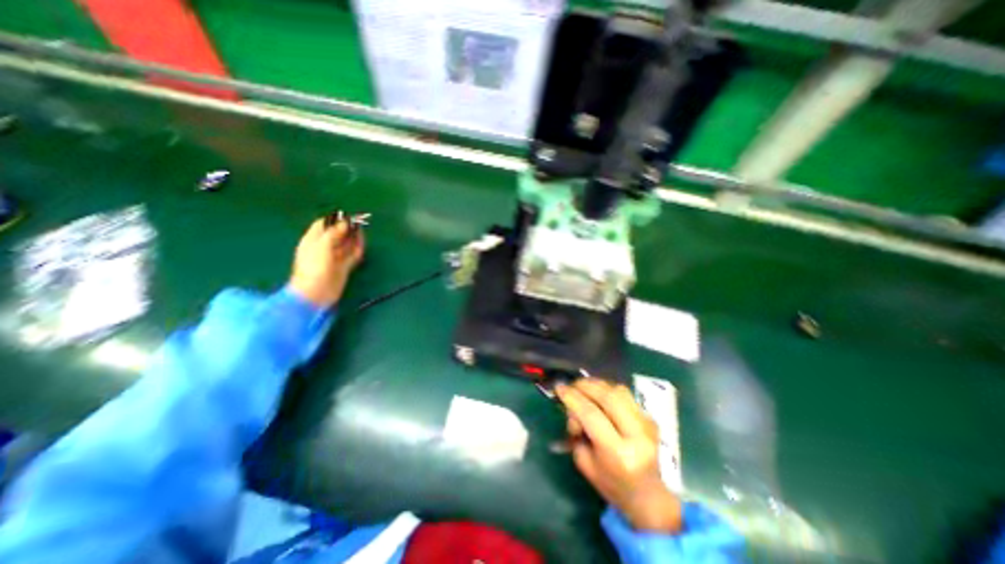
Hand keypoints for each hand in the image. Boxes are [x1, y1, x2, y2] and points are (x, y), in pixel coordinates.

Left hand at [289, 219, 367, 308]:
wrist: (316, 292)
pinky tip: (362, 245)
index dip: (334, 219)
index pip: (323, 224)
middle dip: (347, 228)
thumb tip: (345, 223)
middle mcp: (323, 247)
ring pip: (346, 244)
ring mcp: (334, 258)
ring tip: (361, 232)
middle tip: (359, 223)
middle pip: (336, 233)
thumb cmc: (315, 267)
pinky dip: (357, 250)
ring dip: (353, 238)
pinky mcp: (343, 267)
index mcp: (313, 240)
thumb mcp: (322, 245)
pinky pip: (352, 255)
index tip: (347, 216)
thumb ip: (334, 233)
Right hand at [558, 379, 682, 531]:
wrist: (649, 496)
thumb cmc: (611, 484)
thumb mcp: (584, 463)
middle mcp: (637, 435)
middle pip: (607, 397)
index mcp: (619, 454)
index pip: (591, 415)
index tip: (559, 388)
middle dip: (585, 386)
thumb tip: (572, 405)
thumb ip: (577, 431)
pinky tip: (598, 396)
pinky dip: (607, 390)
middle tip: (571, 385)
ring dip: (597, 385)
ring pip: (617, 390)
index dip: (572, 398)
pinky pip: (625, 394)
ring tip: (583, 389)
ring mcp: (647, 424)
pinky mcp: (650, 417)